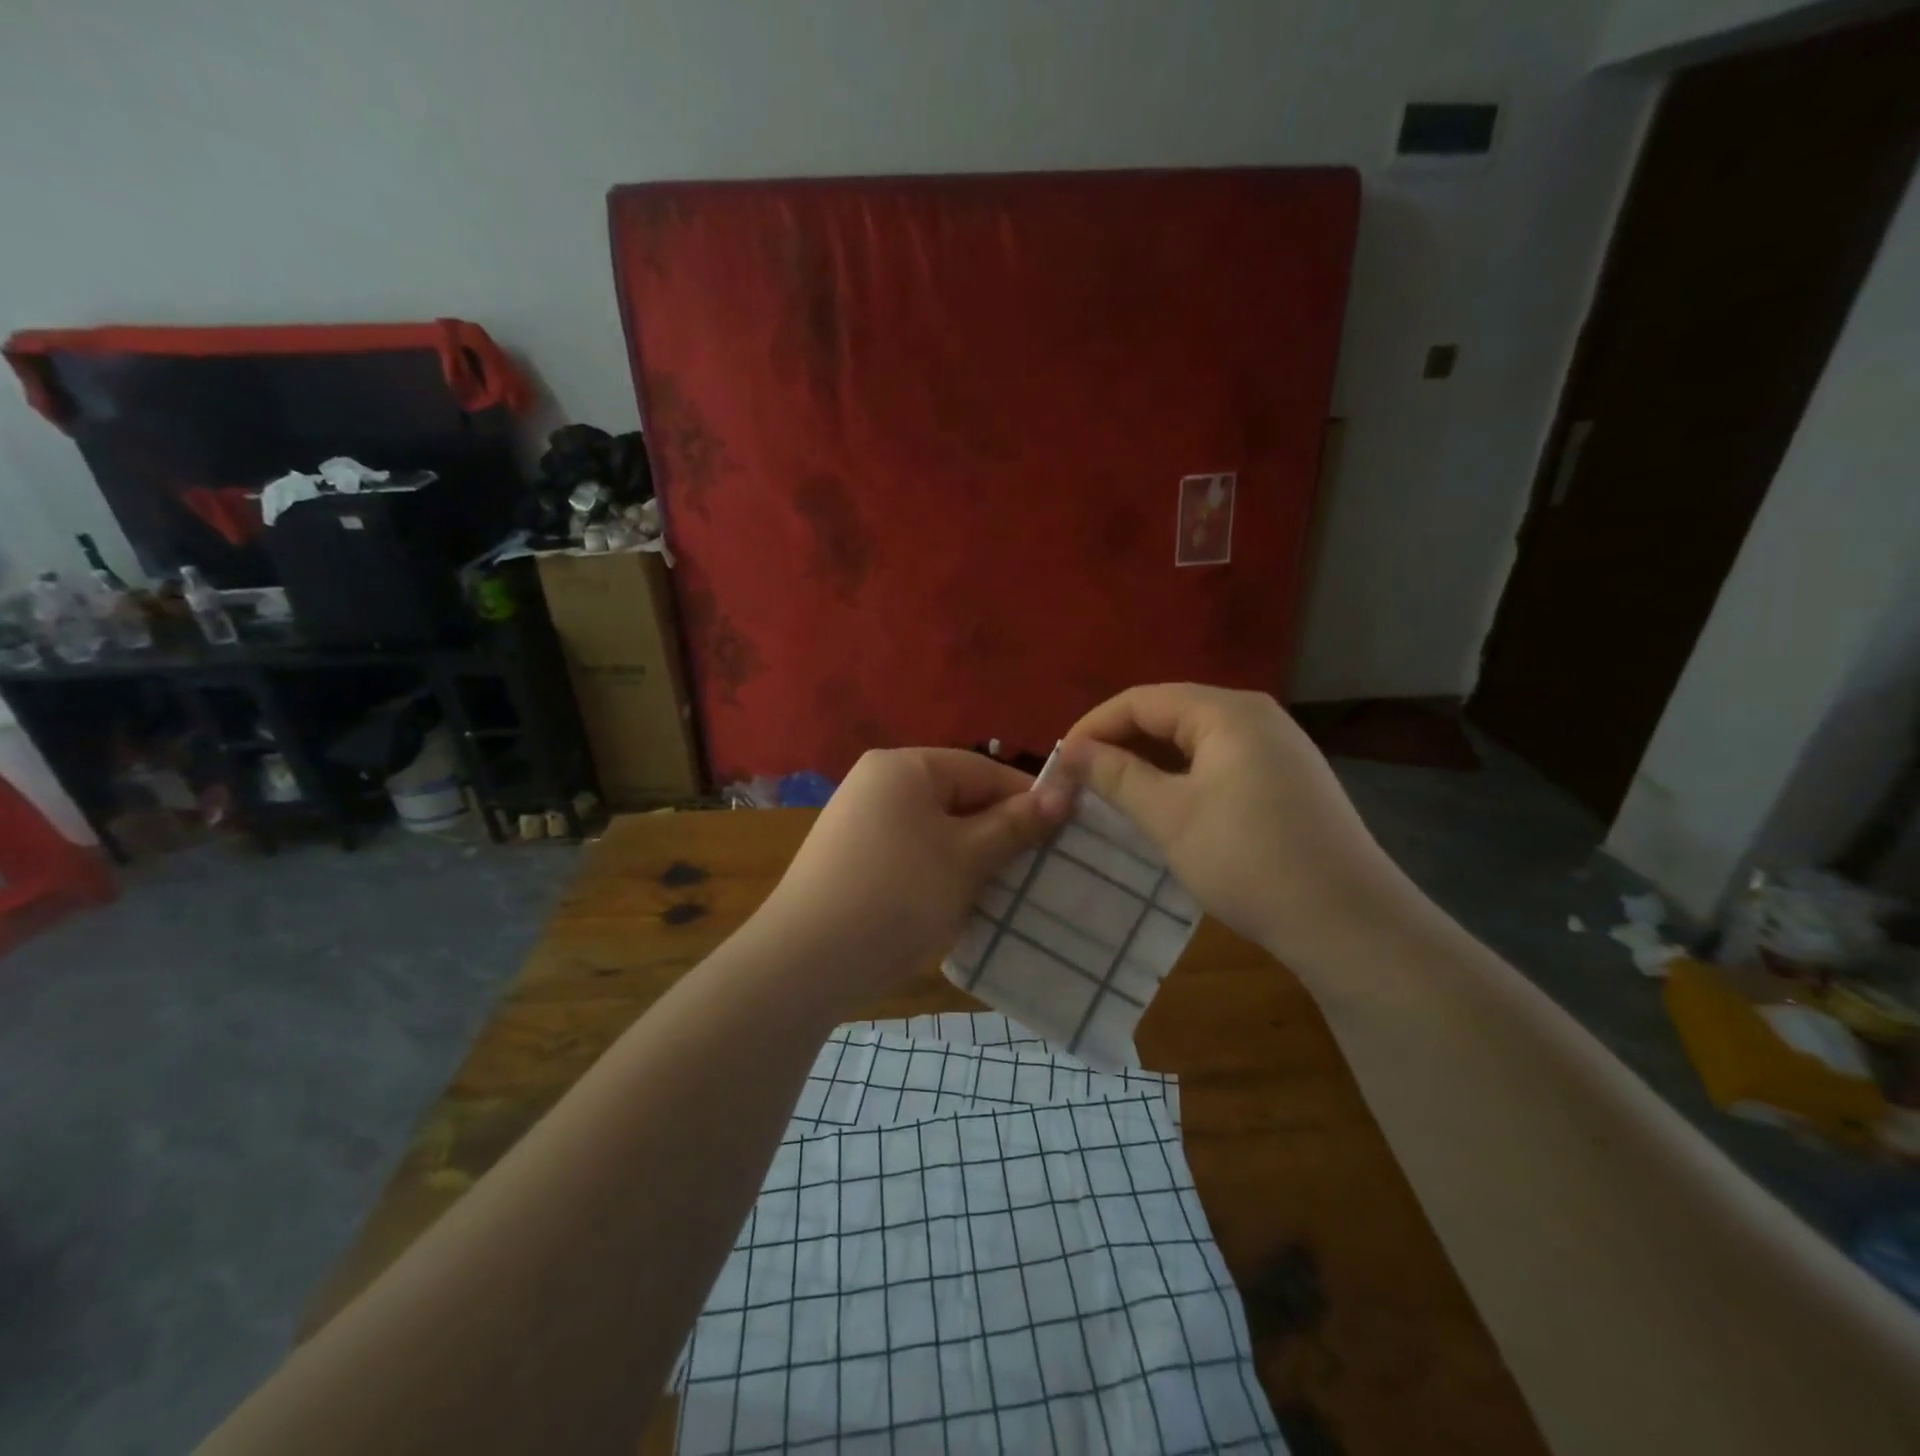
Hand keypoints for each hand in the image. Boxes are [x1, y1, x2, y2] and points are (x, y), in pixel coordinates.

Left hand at [753, 749, 1070, 1009]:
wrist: (804, 963)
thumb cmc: (897, 896)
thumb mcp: (967, 858)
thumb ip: (1016, 824)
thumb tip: (1065, 792)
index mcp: (903, 767)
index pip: (982, 770)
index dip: (1027, 799)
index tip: (1065, 832)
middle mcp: (877, 784)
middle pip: (958, 798)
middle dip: (998, 832)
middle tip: (1037, 867)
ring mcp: (859, 822)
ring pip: (936, 830)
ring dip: (971, 857)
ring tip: (1004, 890)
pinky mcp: (852, 859)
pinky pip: (911, 853)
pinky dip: (939, 872)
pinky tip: (957, 903)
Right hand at [1059, 684, 1402, 971]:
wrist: (1347, 922)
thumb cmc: (1248, 859)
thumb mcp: (1169, 816)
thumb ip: (1117, 775)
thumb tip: (1073, 751)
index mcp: (1227, 711)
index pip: (1142, 700)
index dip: (1094, 726)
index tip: (1060, 763)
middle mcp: (1256, 716)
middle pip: (1170, 713)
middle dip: (1120, 742)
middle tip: (1082, 779)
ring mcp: (1278, 747)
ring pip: (1194, 740)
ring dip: (1149, 761)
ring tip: (1113, 792)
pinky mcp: (1287, 779)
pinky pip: (1219, 761)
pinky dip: (1182, 776)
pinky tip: (1165, 805)